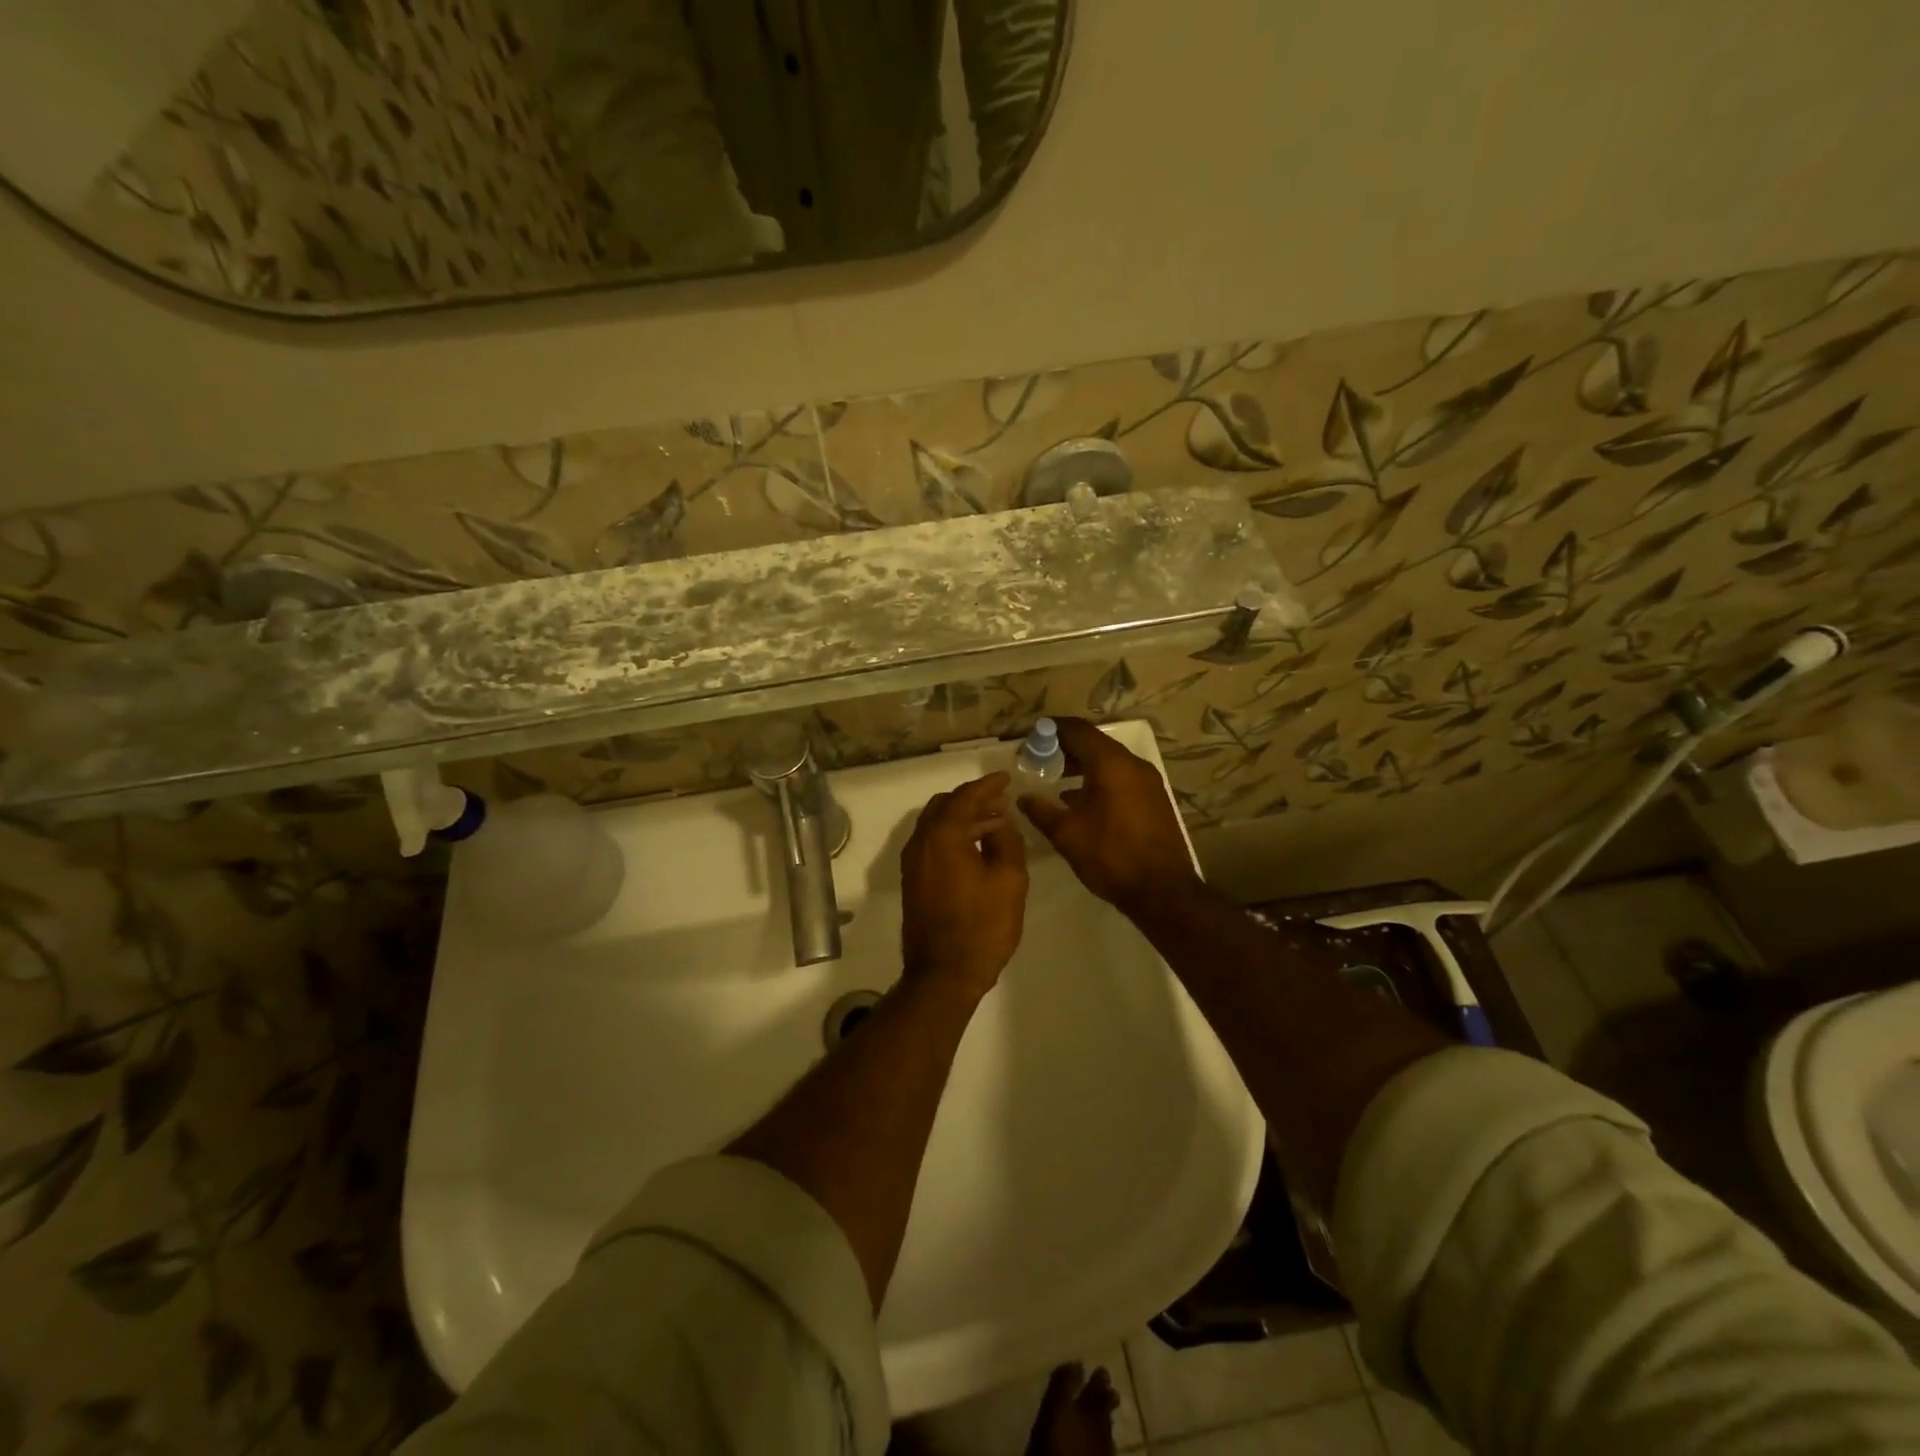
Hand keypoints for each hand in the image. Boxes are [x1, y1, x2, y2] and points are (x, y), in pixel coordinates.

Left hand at [900, 773, 1028, 998]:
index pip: (964, 797)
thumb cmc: (982, 925)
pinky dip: (953, 836)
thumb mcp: (1009, 879)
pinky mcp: (913, 882)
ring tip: (995, 824)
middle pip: (945, 806)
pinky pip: (933, 844)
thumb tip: (1000, 823)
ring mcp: (913, 863)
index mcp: (942, 836)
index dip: (987, 786)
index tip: (1005, 778)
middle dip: (973, 800)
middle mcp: (921, 843)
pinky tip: (976, 848)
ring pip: (937, 826)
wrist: (944, 973)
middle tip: (1001, 803)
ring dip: (963, 819)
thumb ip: (1006, 841)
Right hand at [1018, 718, 1201, 915]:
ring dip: (1083, 765)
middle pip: (1095, 743)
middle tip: (1039, 759)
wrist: (1162, 890)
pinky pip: (1122, 777)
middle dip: (1066, 747)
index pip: (1077, 730)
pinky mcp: (1154, 799)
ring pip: (1110, 761)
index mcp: (1111, 764)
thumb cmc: (1110, 856)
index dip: (1052, 729)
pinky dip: (1100, 779)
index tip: (1031, 736)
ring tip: (1056, 779)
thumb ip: (1041, 810)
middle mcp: (1133, 764)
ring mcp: (1148, 782)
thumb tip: (1023, 798)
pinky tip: (1082, 801)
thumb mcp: (1067, 834)